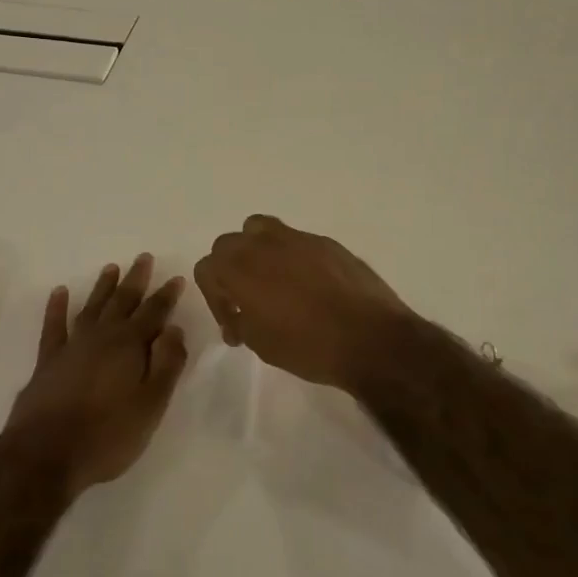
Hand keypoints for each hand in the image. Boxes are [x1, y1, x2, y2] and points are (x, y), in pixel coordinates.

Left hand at [5, 254, 189, 495]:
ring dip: (103, 288)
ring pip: (92, 308)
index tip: (176, 278)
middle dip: (136, 280)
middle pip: (122, 302)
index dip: (166, 296)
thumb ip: (167, 364)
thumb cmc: (108, 435)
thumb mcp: (151, 405)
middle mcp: (101, 337)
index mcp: (129, 346)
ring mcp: (71, 347)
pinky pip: (54, 326)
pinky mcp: (47, 361)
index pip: (154, 313)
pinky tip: (60, 292)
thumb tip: (174, 329)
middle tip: (144, 258)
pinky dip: (57, 308)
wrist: (46, 454)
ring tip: (111, 268)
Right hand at [193, 215, 418, 390]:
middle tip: (246, 301)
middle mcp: (263, 244)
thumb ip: (240, 320)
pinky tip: (308, 286)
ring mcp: (297, 238)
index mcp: (240, 268)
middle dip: (230, 270)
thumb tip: (240, 313)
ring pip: (260, 229)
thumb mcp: (261, 343)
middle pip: (229, 244)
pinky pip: (296, 241)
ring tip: (271, 280)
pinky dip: (291, 257)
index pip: (207, 268)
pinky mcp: (326, 242)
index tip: (233, 324)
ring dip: (256, 251)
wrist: (370, 338)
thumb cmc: (308, 346)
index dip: (214, 298)